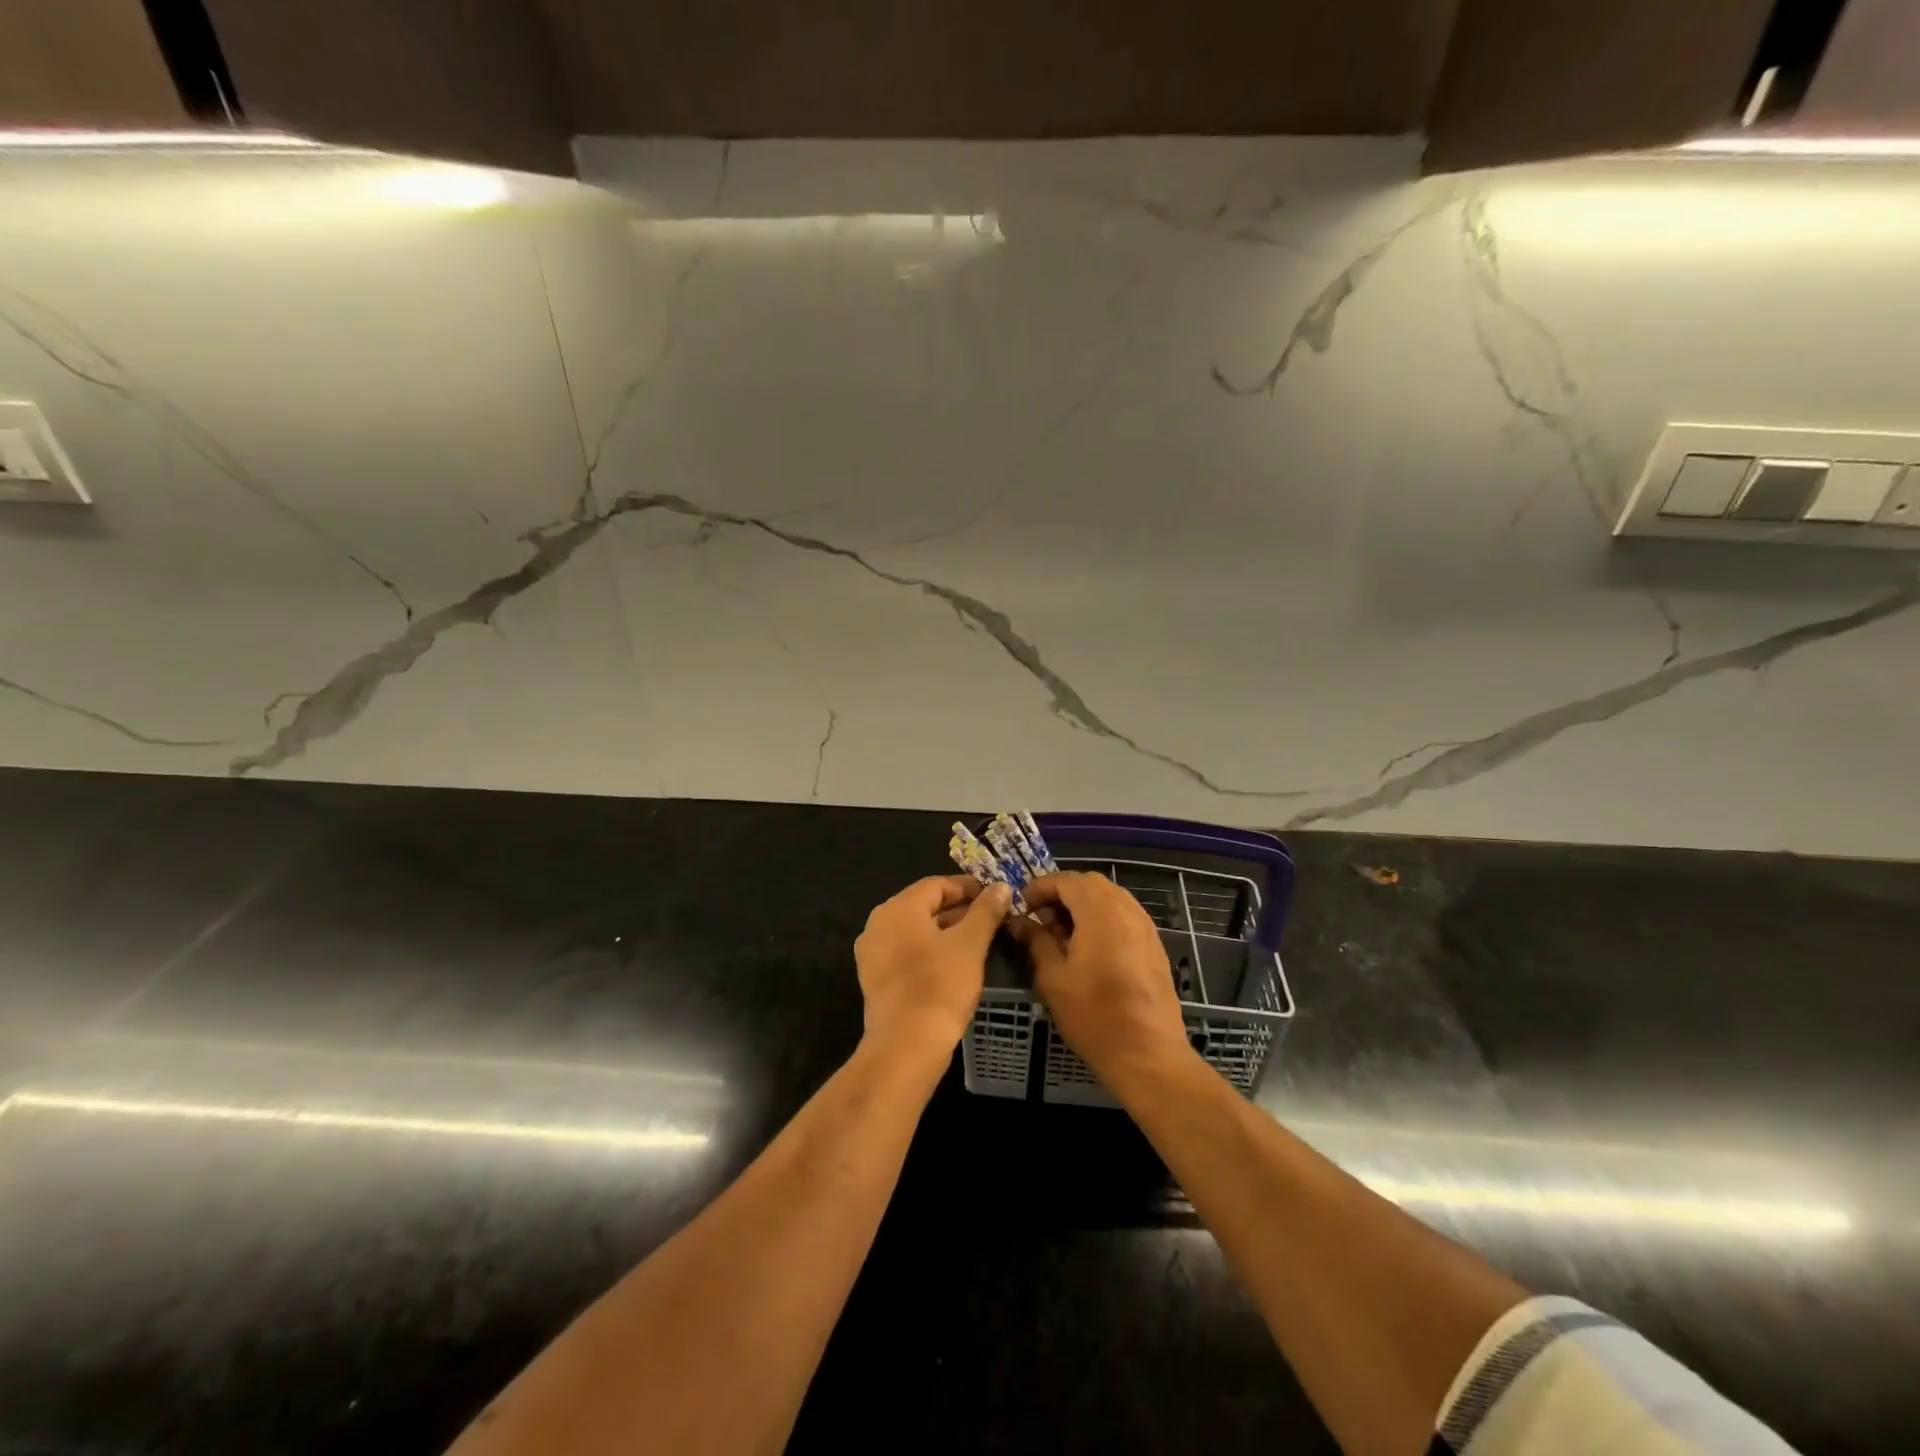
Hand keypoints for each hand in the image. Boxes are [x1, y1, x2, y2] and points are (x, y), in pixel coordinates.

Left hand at [855, 875, 1011, 1057]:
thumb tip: (1002, 886)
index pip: (937, 885)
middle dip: (959, 910)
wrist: (906, 1046)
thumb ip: (986, 910)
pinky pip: (906, 952)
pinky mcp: (875, 979)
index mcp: (898, 908)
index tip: (995, 897)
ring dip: (946, 931)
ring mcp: (873, 953)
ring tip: (978, 941)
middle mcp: (878, 924)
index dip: (968, 887)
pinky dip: (930, 951)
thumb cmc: (940, 986)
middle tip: (991, 919)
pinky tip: (954, 964)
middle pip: (924, 905)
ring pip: (915, 930)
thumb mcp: (970, 944)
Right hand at [1012, 872, 1191, 1091]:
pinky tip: (1089, 947)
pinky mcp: (1154, 944)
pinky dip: (1103, 918)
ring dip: (1083, 904)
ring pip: (1110, 897)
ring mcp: (1145, 926)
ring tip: (1063, 933)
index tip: (1022, 906)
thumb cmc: (1094, 1015)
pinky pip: (1124, 915)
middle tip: (1041, 918)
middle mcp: (1126, 909)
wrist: (1148, 1054)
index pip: (1066, 880)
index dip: (1040, 887)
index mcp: (1100, 911)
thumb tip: (1019, 922)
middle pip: (1090, 883)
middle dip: (1062, 893)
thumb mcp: (1053, 978)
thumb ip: (1036, 941)